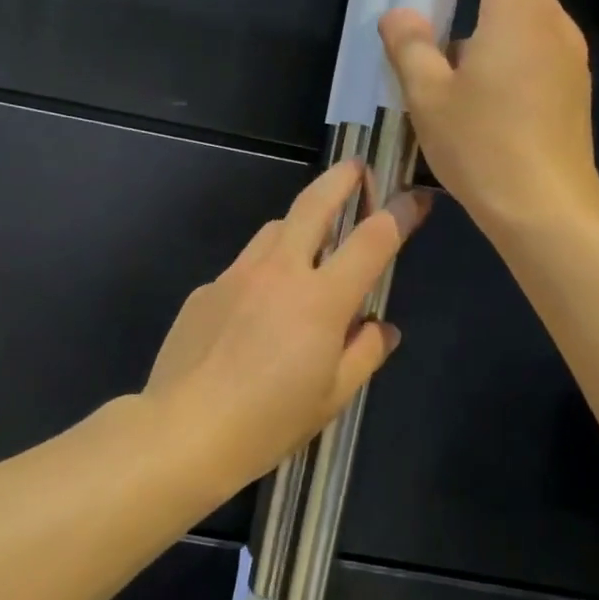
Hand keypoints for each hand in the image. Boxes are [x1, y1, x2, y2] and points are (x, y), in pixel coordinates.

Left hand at [144, 160, 427, 487]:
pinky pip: (243, 267)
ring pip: (273, 229)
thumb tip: (382, 326)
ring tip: (308, 243)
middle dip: (341, 179)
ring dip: (297, 224)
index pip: (372, 240)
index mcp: (320, 299)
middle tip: (357, 168)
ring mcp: (236, 275)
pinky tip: (254, 310)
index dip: (400, 214)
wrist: (182, 431)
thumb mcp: (331, 397)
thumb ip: (364, 353)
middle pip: (314, 205)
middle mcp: (278, 272)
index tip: (416, 199)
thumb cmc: (267, 422)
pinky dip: (261, 272)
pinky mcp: (205, 289)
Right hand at [379, 0, 598, 234]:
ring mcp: (567, 58)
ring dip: (488, 3)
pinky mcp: (569, 87)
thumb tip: (399, 16)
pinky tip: (470, 69)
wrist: (547, 209)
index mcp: (518, 15)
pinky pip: (532, 42)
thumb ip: (411, 47)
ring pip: (525, 11)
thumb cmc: (484, 146)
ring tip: (444, 25)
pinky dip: (501, 34)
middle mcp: (551, 25)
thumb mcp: (429, 97)